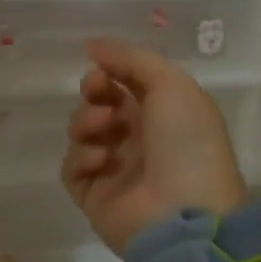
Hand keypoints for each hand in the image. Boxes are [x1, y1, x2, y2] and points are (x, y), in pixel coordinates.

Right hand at [62, 39, 247, 254]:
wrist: (184, 216)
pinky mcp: (95, 197)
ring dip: (87, 121)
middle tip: (95, 91)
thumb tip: (92, 46)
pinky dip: (81, 157)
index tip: (97, 64)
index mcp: (166, 113)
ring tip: (103, 128)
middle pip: (102, 104)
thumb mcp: (172, 86)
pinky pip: (73, 168)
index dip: (112, 69)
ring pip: (83, 132)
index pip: (129, 83)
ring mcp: (117, 169)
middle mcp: (141, 139)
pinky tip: (99, 160)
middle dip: (94, 92)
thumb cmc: (186, 143)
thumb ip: (132, 60)